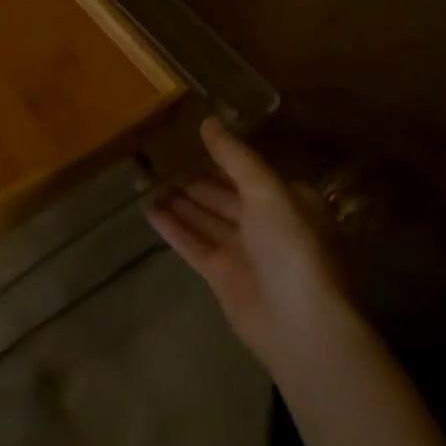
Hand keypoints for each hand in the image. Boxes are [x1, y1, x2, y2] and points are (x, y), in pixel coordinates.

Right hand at [147, 119, 356, 372]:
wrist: (299, 323)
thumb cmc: (291, 246)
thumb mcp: (267, 190)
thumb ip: (235, 157)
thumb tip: (207, 122)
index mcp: (288, 200)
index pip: (249, 171)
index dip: (221, 156)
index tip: (189, 138)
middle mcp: (266, 223)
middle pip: (224, 194)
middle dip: (195, 179)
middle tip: (159, 157)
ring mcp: (243, 251)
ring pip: (205, 218)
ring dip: (179, 200)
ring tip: (146, 178)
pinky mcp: (221, 275)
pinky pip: (192, 243)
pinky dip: (172, 227)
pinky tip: (148, 209)